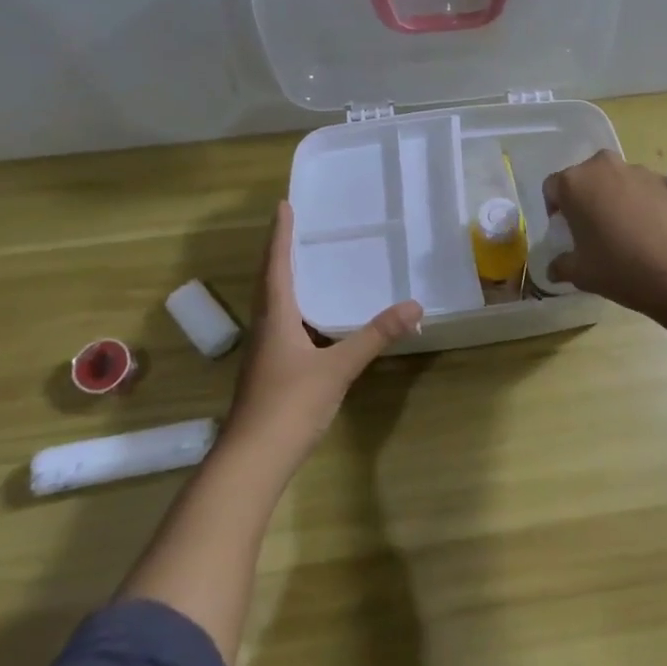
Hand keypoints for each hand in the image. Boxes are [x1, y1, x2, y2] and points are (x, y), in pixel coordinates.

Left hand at [222, 201, 422, 470]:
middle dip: (279, 253)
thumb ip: (375, 336)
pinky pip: (281, 326)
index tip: (283, 206)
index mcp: (275, 318)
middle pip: (269, 282)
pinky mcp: (269, 373)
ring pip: (273, 306)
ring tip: (304, 265)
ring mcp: (264, 353)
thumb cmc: (290, 405)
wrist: (252, 460)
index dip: (280, 235)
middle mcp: (265, 329)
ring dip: (284, 281)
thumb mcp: (338, 368)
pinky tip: (312, 321)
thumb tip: (414, 306)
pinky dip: (294, 310)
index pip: (276, 266)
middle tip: (294, 228)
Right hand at [543, 151, 666, 322]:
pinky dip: (641, 206)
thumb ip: (562, 266)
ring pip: (616, 183)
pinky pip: (643, 191)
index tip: (565, 234)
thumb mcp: (581, 274)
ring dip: (614, 202)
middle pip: (586, 179)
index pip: (552, 188)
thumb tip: (554, 268)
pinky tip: (651, 236)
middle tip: (592, 233)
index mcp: (575, 182)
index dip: (555, 211)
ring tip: (626, 237)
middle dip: (585, 202)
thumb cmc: (622, 267)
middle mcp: (604, 166)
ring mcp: (640, 171)